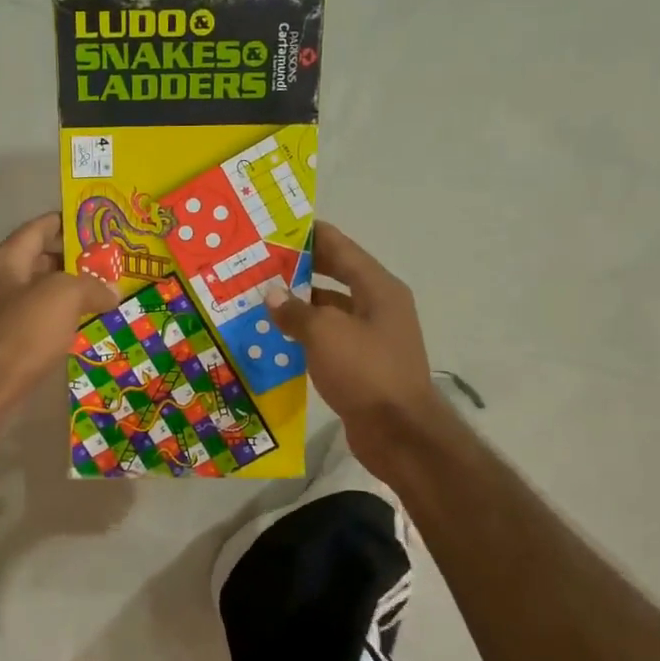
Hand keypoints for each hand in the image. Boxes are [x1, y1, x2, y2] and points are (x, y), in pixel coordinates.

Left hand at [0, 212, 117, 418]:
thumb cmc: (19, 331)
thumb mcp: (62, 297)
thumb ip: (90, 286)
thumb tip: (112, 291)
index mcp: (7, 259)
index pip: (39, 227)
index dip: (68, 223)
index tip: (98, 225)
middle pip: (41, 262)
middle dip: (75, 262)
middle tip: (112, 266)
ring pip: (41, 296)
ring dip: (70, 296)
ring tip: (106, 297)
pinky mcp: (4, 346)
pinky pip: (38, 325)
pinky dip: (60, 324)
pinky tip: (83, 331)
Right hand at [265, 223, 461, 473]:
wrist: (399, 433)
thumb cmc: (366, 372)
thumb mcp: (325, 335)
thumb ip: (296, 311)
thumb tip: (272, 295)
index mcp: (378, 289)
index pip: (342, 248)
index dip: (312, 236)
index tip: (278, 227)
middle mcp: (378, 307)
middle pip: (336, 277)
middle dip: (300, 270)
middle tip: (261, 263)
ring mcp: (372, 337)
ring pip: (329, 310)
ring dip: (299, 305)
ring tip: (260, 298)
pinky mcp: (361, 364)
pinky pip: (328, 339)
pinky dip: (305, 335)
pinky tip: (276, 337)